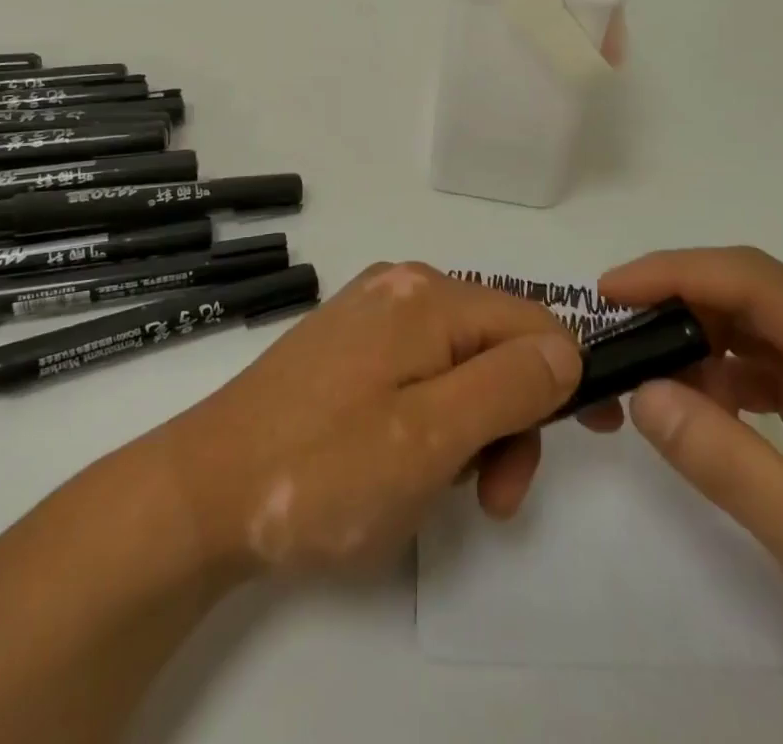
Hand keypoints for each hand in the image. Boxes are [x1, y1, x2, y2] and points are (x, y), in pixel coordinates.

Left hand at [165, 262, 582, 575]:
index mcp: (427, 295)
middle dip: (511, 417)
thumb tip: (568, 351)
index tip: (580, 447)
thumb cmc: (323, 471)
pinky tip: (404, 459)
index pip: (534, 323)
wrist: (203, 492)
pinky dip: (434, 416)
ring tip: (439, 489)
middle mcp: (404, 286)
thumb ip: (509, 387)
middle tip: (491, 496)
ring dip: (472, 425)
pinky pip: (421, 369)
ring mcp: (372, 312)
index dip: (567, 380)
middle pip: (497, 343)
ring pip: (461, 361)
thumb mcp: (431, 438)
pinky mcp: (349, 343)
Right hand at [591, 247, 782, 721]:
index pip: (750, 279)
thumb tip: (644, 392)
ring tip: (649, 380)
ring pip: (758, 322)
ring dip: (698, 340)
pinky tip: (703, 409)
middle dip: (677, 305)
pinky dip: (727, 373)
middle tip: (616, 340)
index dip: (672, 273)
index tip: (609, 292)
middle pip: (751, 290)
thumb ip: (726, 464)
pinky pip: (774, 359)